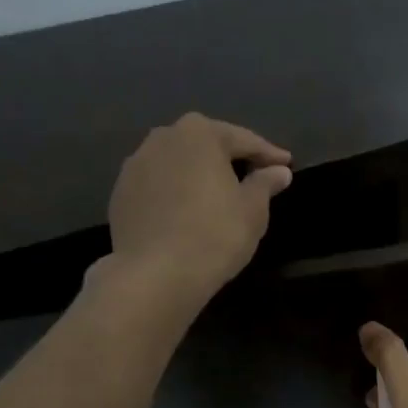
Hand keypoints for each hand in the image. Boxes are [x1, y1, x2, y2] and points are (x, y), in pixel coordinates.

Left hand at [105, 113, 291, 313]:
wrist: (155, 274)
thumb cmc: (215, 234)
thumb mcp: (253, 209)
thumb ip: (265, 183)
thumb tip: (278, 171)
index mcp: (199, 133)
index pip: (243, 140)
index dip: (268, 154)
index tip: (286, 164)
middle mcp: (163, 138)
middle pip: (205, 145)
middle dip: (230, 158)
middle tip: (254, 174)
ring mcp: (135, 165)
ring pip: (177, 163)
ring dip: (198, 174)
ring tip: (218, 193)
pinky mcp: (120, 193)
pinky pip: (158, 185)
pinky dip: (175, 192)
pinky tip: (187, 211)